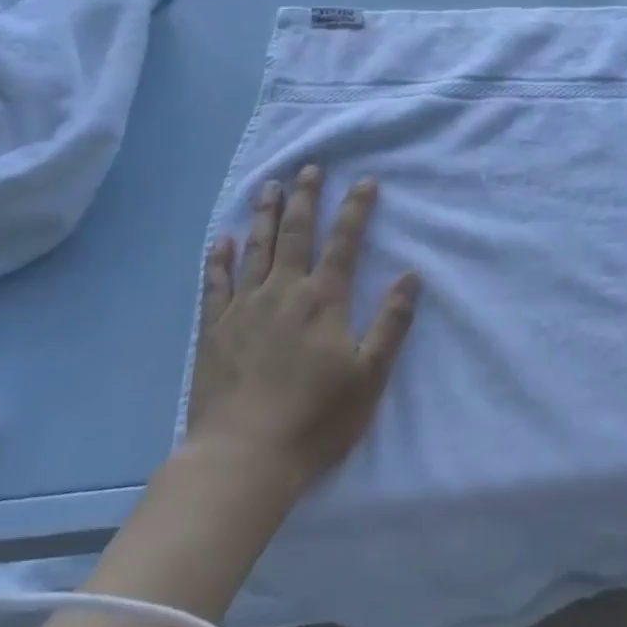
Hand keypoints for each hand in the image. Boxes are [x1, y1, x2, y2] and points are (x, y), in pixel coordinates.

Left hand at [187, 165, 418, 491]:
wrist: (243, 458)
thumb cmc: (316, 418)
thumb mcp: (370, 374)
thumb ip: (391, 322)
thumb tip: (411, 275)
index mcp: (323, 300)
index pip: (344, 242)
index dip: (356, 209)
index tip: (365, 181)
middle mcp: (284, 292)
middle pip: (297, 234)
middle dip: (306, 198)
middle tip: (310, 168)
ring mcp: (244, 309)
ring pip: (256, 249)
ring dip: (265, 215)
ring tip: (269, 187)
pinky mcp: (214, 331)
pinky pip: (216, 285)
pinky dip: (219, 259)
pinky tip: (221, 240)